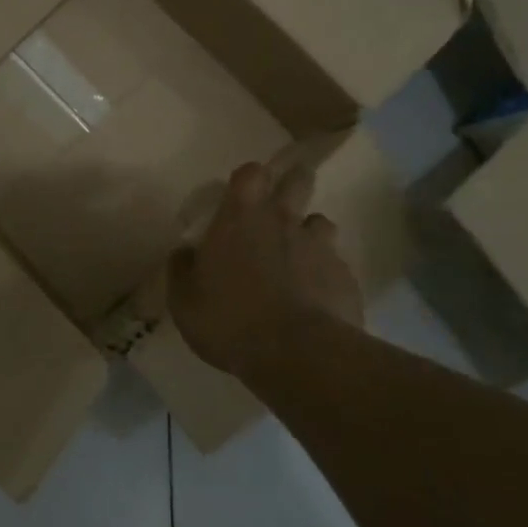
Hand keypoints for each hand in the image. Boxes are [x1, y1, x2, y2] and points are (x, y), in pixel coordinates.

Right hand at [169, 160, 363, 377]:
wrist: (297, 354)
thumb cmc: (229, 319)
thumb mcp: (184, 300)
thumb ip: (182, 269)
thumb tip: (184, 253)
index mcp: (240, 218)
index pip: (251, 172)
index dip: (249, 178)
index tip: (244, 192)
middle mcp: (283, 221)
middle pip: (298, 180)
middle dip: (293, 183)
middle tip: (282, 202)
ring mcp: (320, 247)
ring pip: (321, 223)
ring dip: (310, 233)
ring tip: (298, 257)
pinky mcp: (346, 277)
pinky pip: (336, 265)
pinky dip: (325, 275)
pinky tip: (315, 298)